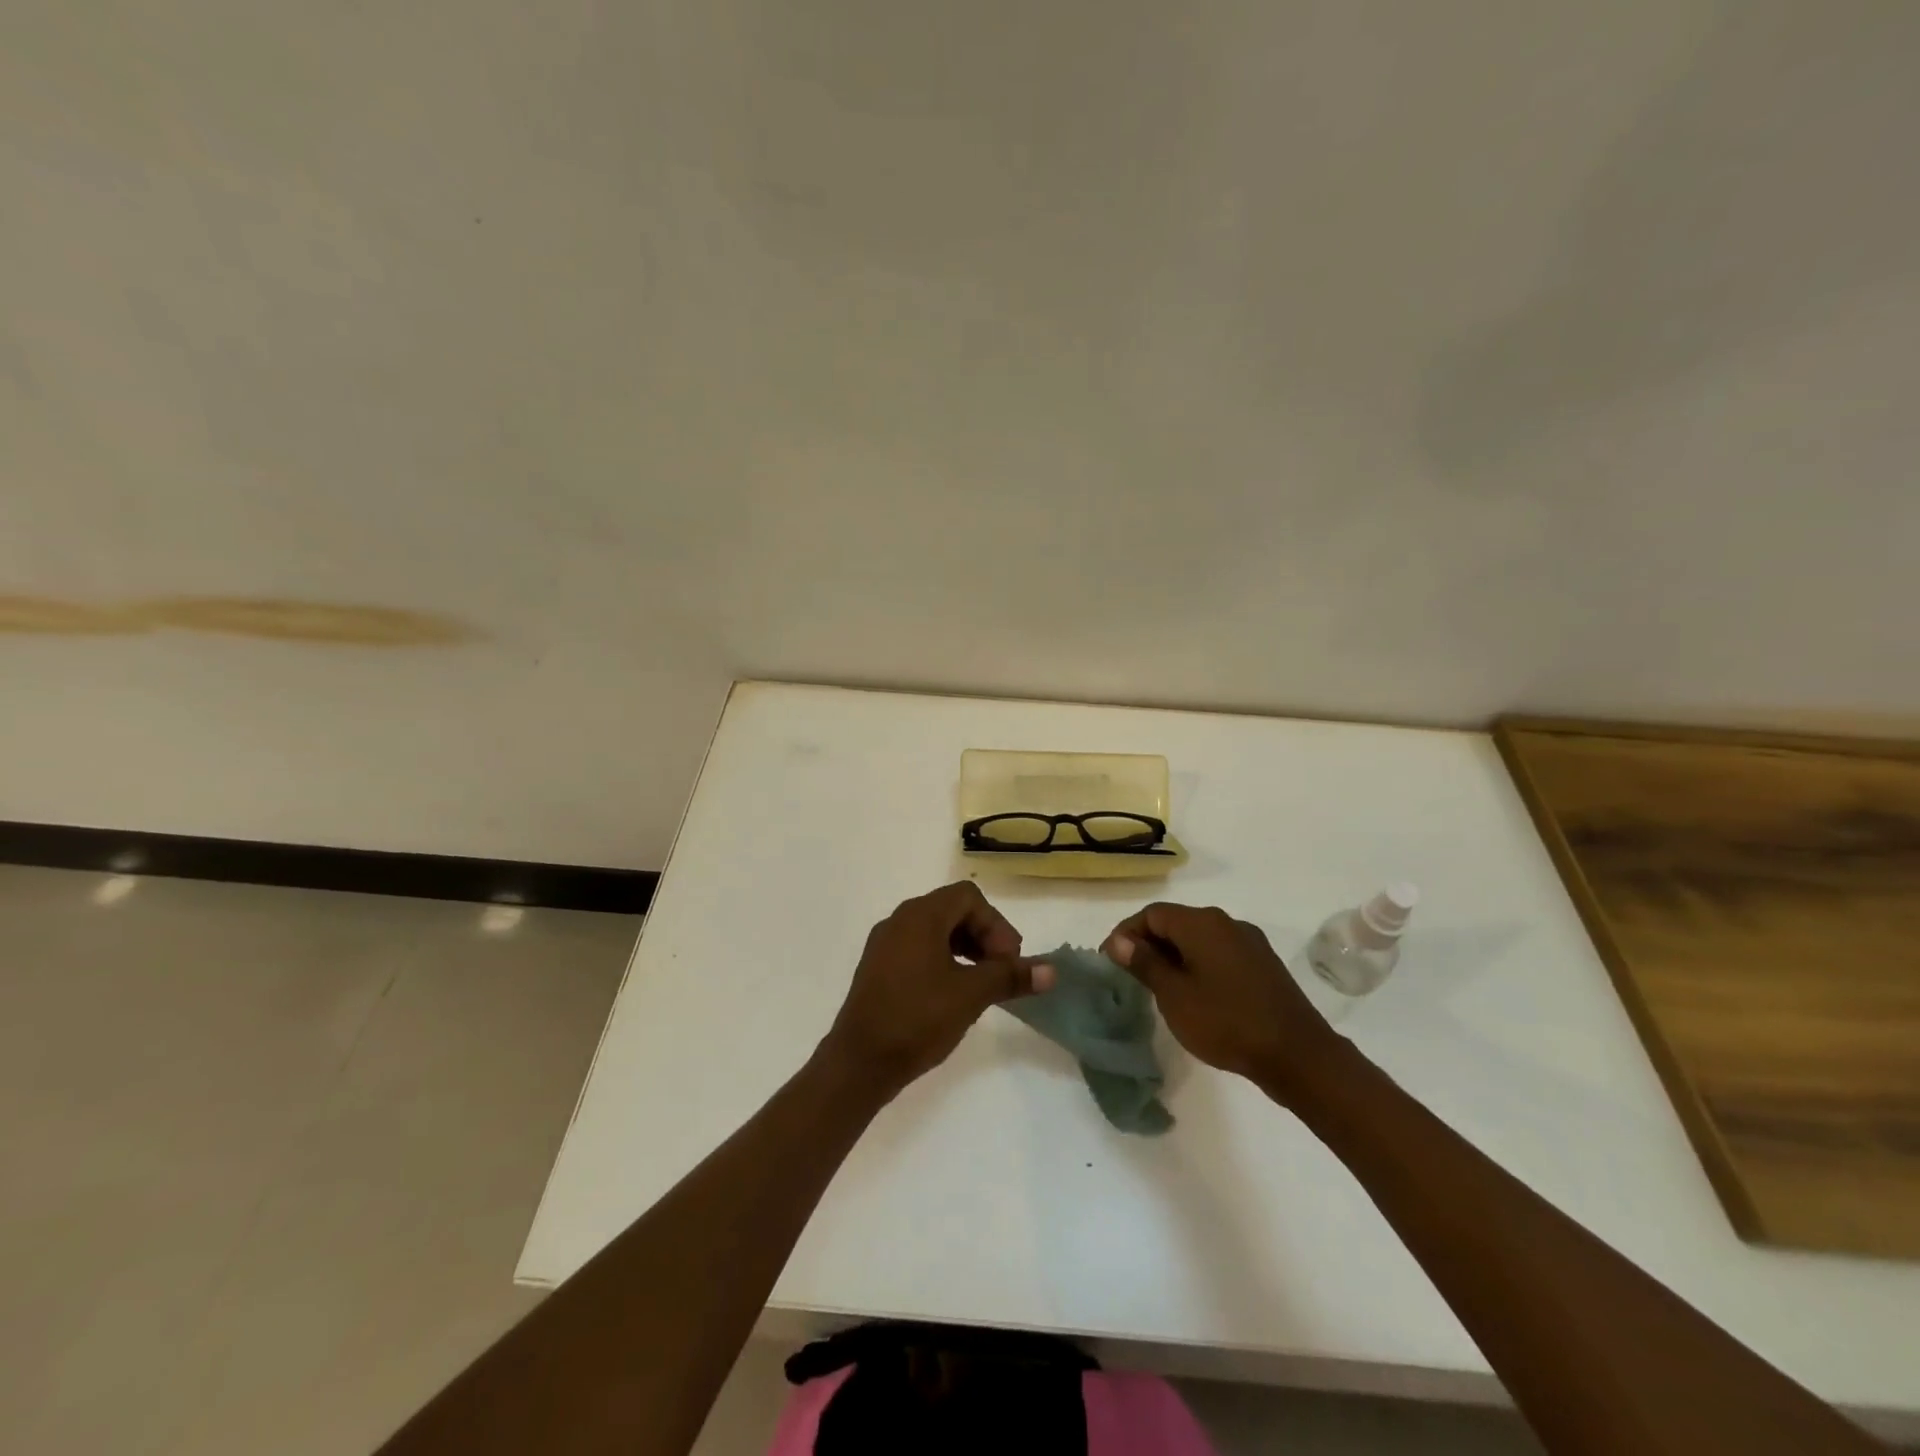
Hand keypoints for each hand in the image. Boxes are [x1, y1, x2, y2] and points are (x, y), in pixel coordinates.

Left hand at [822, 882, 1055, 1097]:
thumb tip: (1051, 971)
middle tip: (1001, 972)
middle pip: (952, 910)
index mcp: (920, 915)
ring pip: (935, 930)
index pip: (969, 898)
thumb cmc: (917, 1018)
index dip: (996, 924)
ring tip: (981, 984)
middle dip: (984, 936)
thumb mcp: (971, 995)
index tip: (1008, 961)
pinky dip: (943, 960)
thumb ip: (1010, 976)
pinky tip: (952, 994)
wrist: (859, 1062)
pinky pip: (918, 949)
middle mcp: (899, 920)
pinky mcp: (877, 968)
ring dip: (965, 949)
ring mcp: (884, 944)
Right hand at [1102, 903, 1349, 1104]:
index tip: (1110, 960)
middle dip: (1149, 944)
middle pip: (1176, 922)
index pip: (1152, 914)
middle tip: (1131, 976)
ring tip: (1159, 988)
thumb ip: (1145, 963)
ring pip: (1199, 939)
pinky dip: (1198, 965)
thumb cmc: (1227, 1022)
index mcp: (1202, 923)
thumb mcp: (1175, 995)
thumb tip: (1119, 941)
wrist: (1299, 1055)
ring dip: (1174, 956)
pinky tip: (1195, 995)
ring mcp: (1249, 943)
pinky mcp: (1263, 965)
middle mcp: (1226, 923)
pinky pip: (1220, 954)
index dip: (1126, 933)